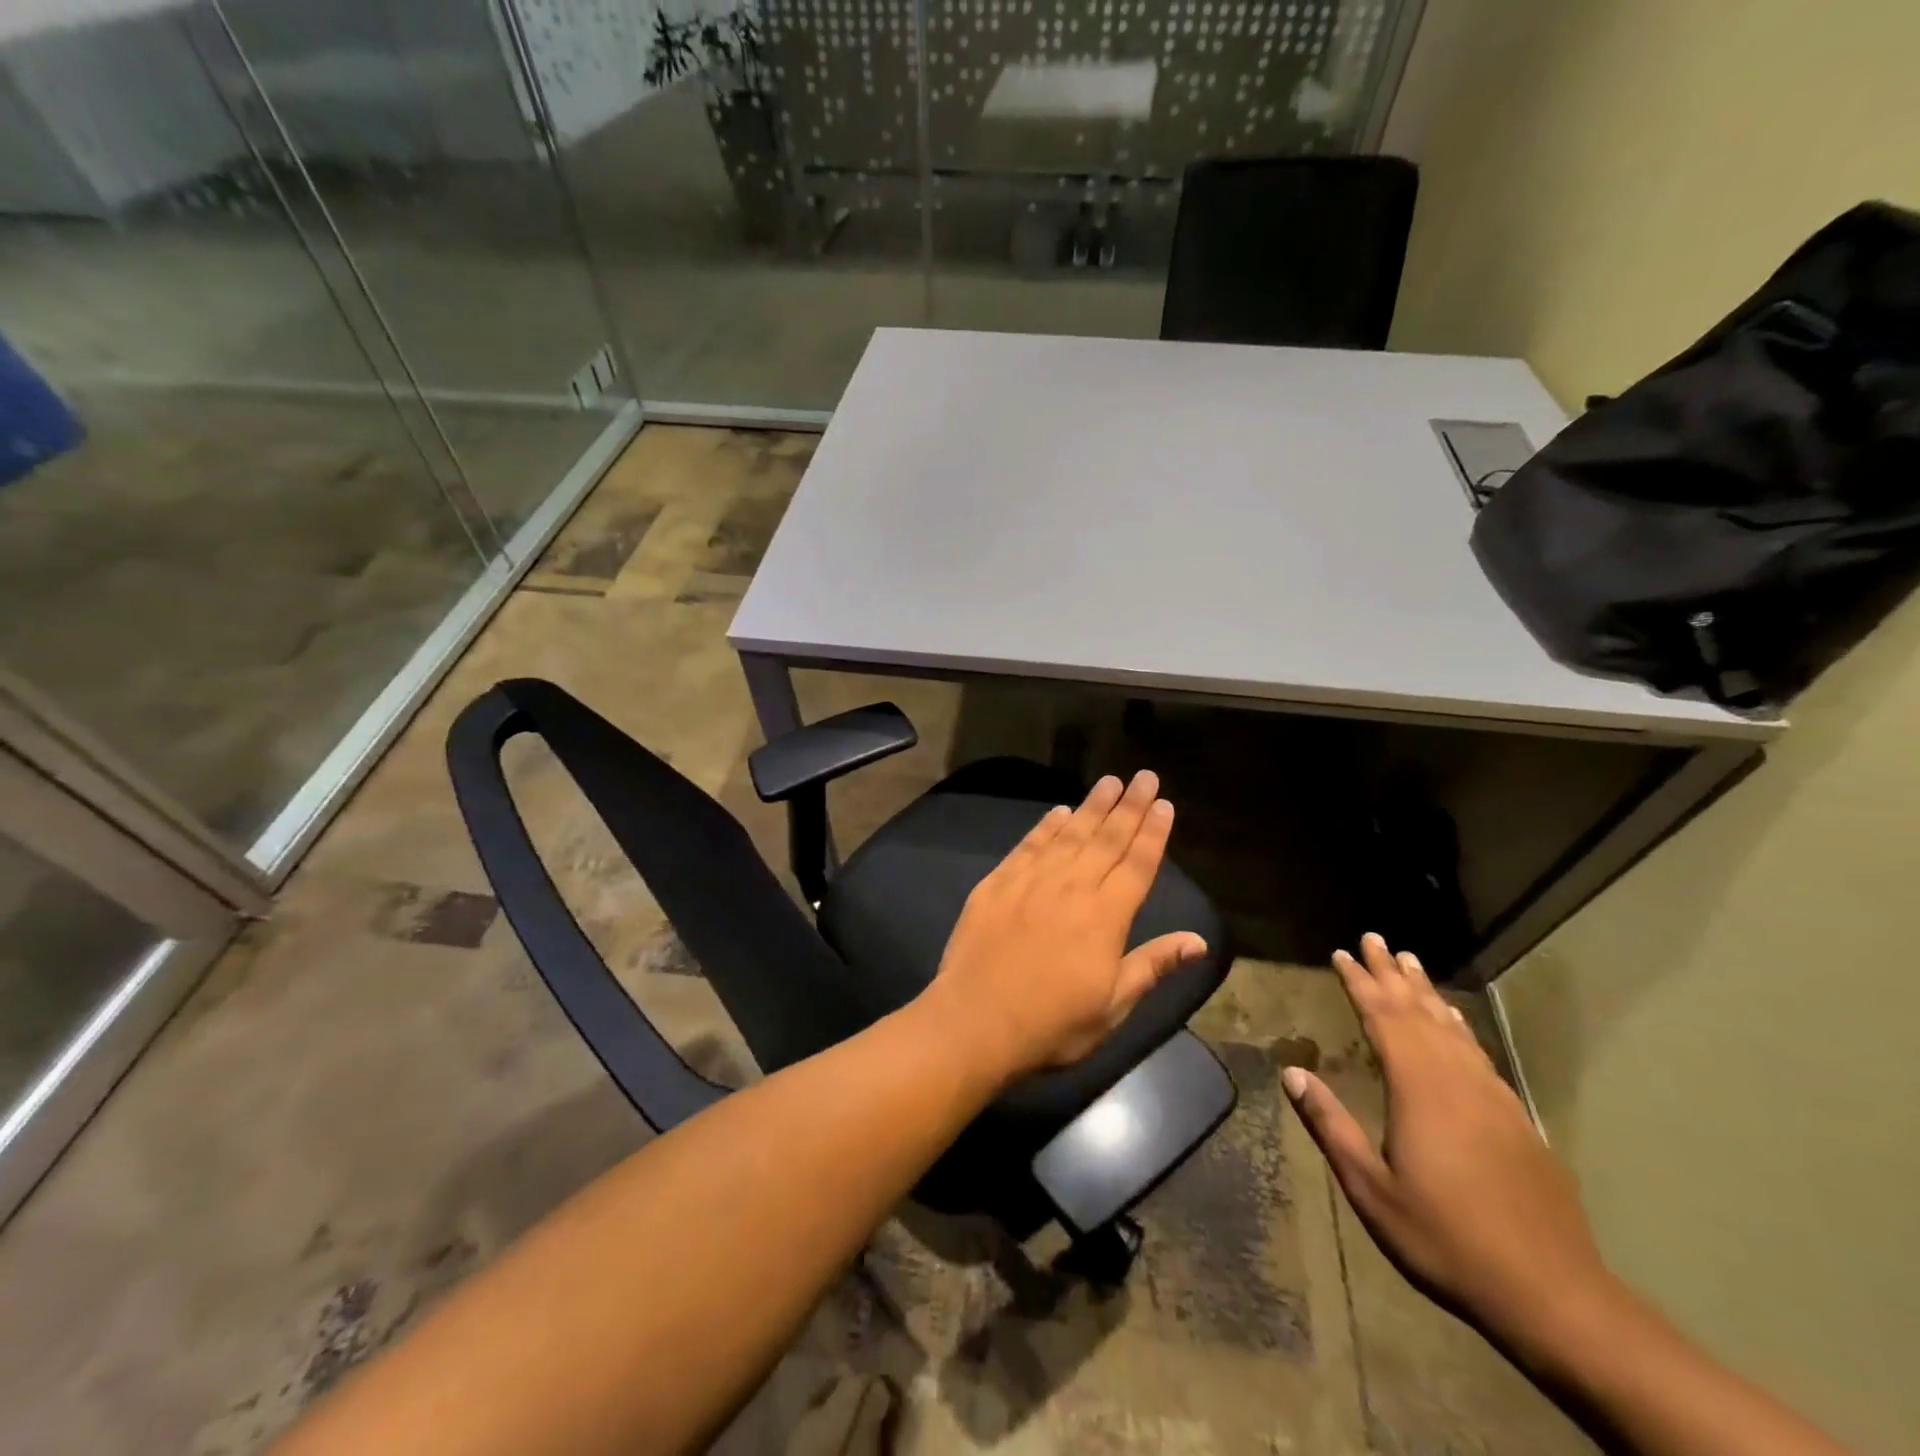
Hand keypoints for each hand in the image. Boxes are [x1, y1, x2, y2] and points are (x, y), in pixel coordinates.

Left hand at [921, 771, 1207, 1084]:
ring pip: (1069, 834)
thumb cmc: (1052, 1024)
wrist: (975, 1021)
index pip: (1137, 865)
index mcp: (1105, 917)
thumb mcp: (1112, 1006)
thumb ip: (1153, 965)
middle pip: (1107, 839)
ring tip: (1109, 782)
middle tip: (1144, 776)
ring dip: (1092, 807)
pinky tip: (1059, 812)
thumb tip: (1199, 940)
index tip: (1164, 804)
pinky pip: (1028, 846)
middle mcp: (1071, 887)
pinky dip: (1046, 827)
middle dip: (1129, 807)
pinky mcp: (997, 884)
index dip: (1153, 833)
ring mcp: (1031, 881)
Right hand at [1283, 933, 1612, 1350]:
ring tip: (1411, 962)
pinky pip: (1478, 1052)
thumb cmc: (1446, 1238)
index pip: (1383, 1018)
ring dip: (1427, 992)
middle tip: (1374, 938)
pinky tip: (1454, 1022)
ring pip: (1452, 1027)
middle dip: (1392, 973)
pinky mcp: (1516, 1118)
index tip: (1342, 953)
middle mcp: (1456, 1079)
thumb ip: (1330, 1125)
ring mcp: (1492, 1096)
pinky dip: (1458, 1025)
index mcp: (1419, 1089)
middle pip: (1418, 1011)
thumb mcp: (1371, 1188)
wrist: (1552, 1294)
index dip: (1360, 983)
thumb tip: (1291, 1073)